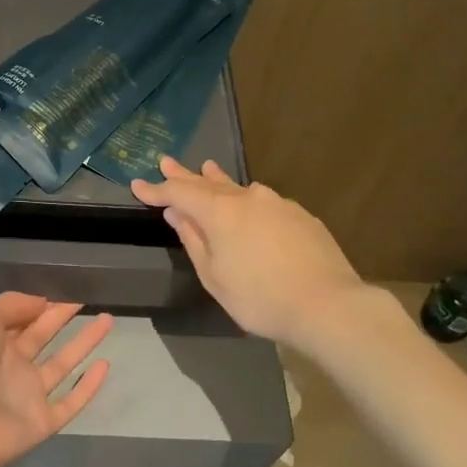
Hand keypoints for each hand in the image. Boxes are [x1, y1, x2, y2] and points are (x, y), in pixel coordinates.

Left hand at [0, 294, 112, 466]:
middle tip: (89, 298)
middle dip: (64, 317)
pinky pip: (71, 401)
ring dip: (85, 343)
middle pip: (44, 336)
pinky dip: (88, 386)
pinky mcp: (43, 422)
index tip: (66, 287)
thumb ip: (12, 305)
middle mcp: (13, 366)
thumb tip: (43, 301)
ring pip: (63, 364)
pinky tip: (105, 365)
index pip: (23, 318)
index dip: (42, 303)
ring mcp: (29, 395)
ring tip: (107, 320)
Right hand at [132, 156, 366, 344]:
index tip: (137, 185)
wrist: (328, 305)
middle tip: (166, 161)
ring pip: (239, 187)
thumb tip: (177, 214)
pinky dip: (246, 198)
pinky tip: (248, 202)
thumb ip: (193, 240)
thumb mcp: (215, 277)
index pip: (179, 193)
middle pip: (208, 182)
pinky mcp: (300, 215)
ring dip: (217, 179)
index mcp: (219, 212)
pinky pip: (263, 200)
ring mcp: (277, 203)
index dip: (156, 190)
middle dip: (184, 174)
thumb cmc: (260, 298)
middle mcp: (247, 198)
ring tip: (206, 169)